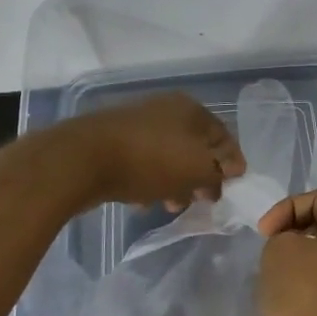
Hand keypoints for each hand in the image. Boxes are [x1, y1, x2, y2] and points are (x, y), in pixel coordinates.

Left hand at [62, 92, 244, 208]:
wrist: (82, 159)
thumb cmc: (150, 161)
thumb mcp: (197, 169)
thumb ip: (221, 171)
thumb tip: (234, 169)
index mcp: (190, 109)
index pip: (223, 136)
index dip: (232, 164)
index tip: (232, 190)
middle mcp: (165, 109)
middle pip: (194, 147)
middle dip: (200, 178)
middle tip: (200, 200)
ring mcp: (138, 124)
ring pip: (168, 157)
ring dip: (175, 183)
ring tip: (169, 205)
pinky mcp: (115, 142)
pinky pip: (143, 163)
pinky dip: (148, 181)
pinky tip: (141, 201)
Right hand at [256, 190, 316, 315]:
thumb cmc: (302, 294)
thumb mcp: (279, 248)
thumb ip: (283, 234)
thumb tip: (293, 249)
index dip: (285, 208)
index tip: (264, 234)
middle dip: (291, 234)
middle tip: (269, 252)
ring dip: (296, 263)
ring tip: (273, 278)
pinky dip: (303, 287)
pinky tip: (284, 301)